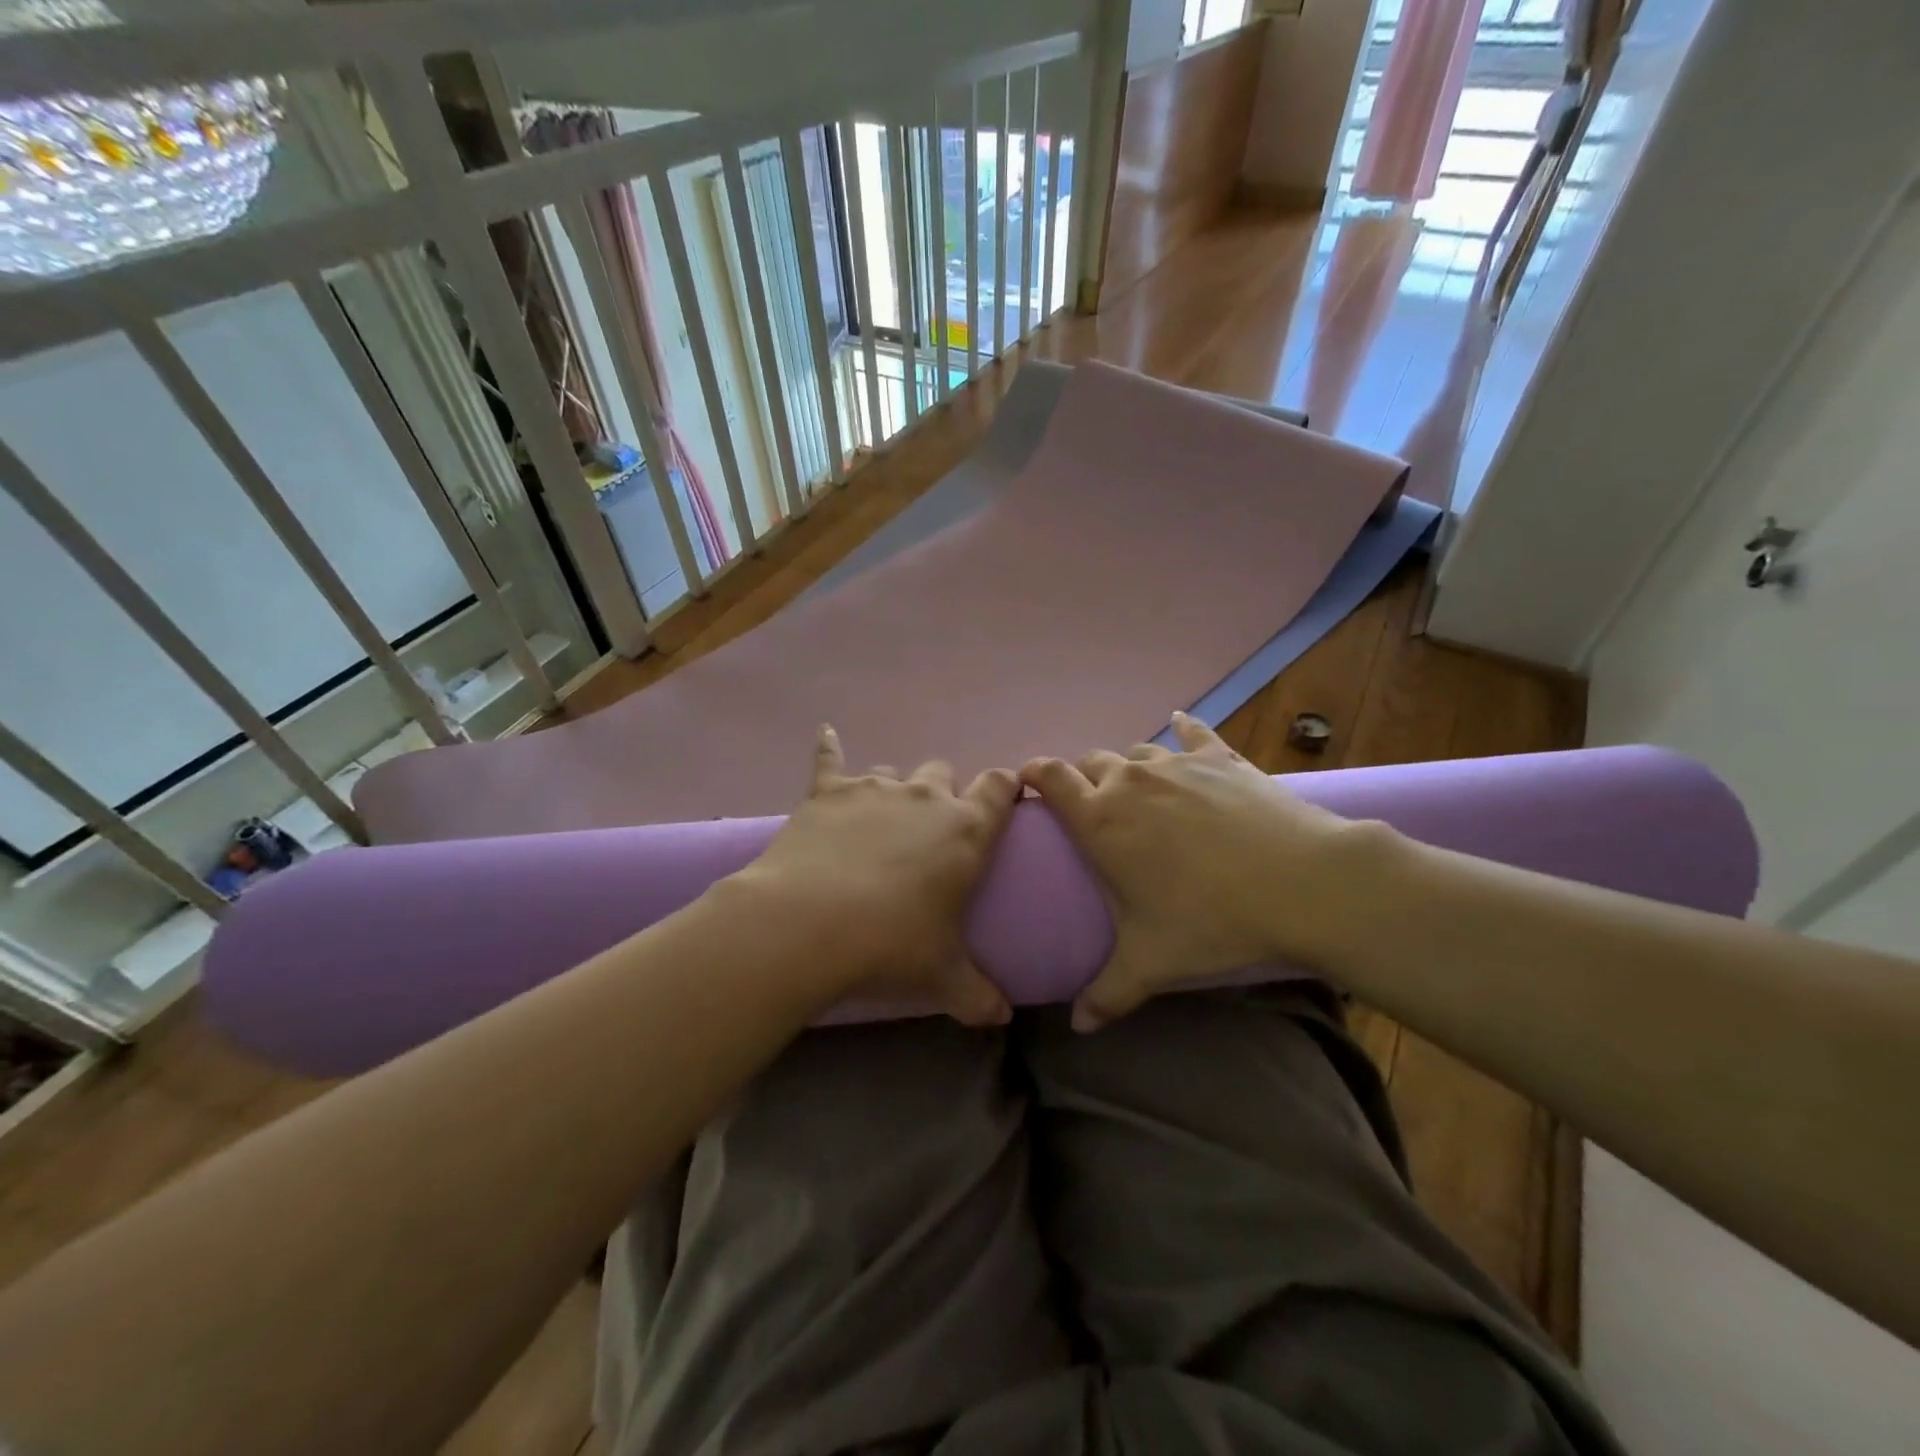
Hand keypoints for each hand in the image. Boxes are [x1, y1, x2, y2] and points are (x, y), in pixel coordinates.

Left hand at [735, 726, 1020, 1025]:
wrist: (807, 924)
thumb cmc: (890, 945)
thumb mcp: (942, 975)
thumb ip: (979, 995)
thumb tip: (1003, 1018)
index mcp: (966, 829)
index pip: (999, 788)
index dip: (1004, 789)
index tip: (1004, 798)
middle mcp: (925, 797)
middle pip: (943, 774)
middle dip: (942, 795)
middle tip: (930, 834)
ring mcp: (874, 788)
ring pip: (894, 772)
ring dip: (894, 792)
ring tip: (880, 824)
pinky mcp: (828, 790)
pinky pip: (830, 759)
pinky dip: (829, 748)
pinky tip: (825, 733)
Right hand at [1020, 713, 1389, 1030]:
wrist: (1301, 882)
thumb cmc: (1211, 919)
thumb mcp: (1151, 963)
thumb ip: (1107, 993)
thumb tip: (1079, 1027)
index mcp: (1100, 820)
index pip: (1050, 779)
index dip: (1033, 774)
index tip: (1026, 782)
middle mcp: (1130, 781)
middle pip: (1090, 762)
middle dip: (1082, 779)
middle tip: (1091, 808)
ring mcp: (1177, 765)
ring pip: (1136, 752)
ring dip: (1128, 768)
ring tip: (1138, 792)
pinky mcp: (1221, 758)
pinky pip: (1194, 734)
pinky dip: (1184, 731)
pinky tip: (1181, 724)